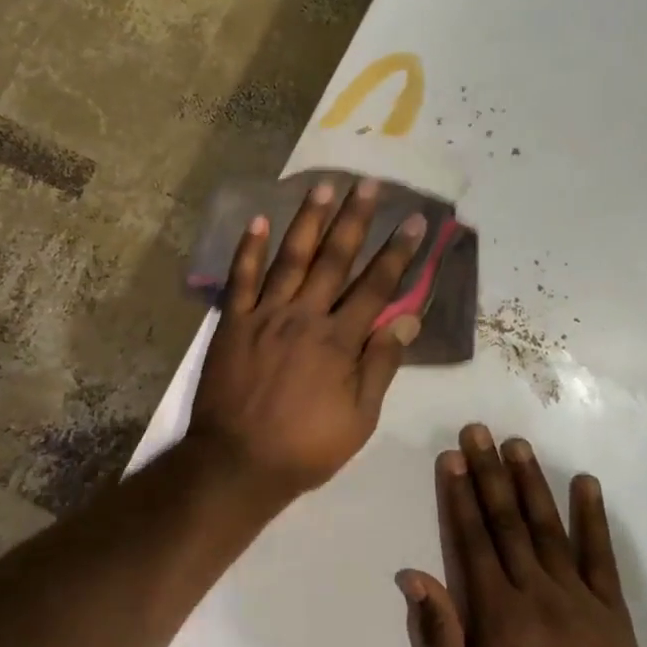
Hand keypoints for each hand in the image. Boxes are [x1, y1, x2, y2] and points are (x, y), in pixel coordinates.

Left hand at [189, 177, 426, 500]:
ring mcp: (264, 316)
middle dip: (355, 220)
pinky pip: (240, 279)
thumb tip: (407, 321)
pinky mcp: (232, 323)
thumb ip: (381, 366)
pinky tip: (258, 220)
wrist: (237, 463)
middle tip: (369, 184)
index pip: (376, 287)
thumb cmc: (305, 447)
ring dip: (308, 221)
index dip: (398, 253)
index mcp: (339, 341)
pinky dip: (248, 249)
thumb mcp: (359, 418)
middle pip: (335, 260)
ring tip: (323, 186)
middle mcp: (304, 317)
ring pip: (291, 259)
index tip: (414, 221)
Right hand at [399, 424, 646, 646]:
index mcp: (495, 612)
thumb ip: (438, 635)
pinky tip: (586, 483)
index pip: (472, 540)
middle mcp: (533, 591)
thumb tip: (413, 576)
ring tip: (517, 444)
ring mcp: (576, 595)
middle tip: (478, 431)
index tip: (452, 459)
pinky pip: (600, 554)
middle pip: (506, 522)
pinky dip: (593, 517)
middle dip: (489, 473)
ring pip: (548, 527)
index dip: (460, 496)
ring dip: (530, 483)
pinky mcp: (610, 607)